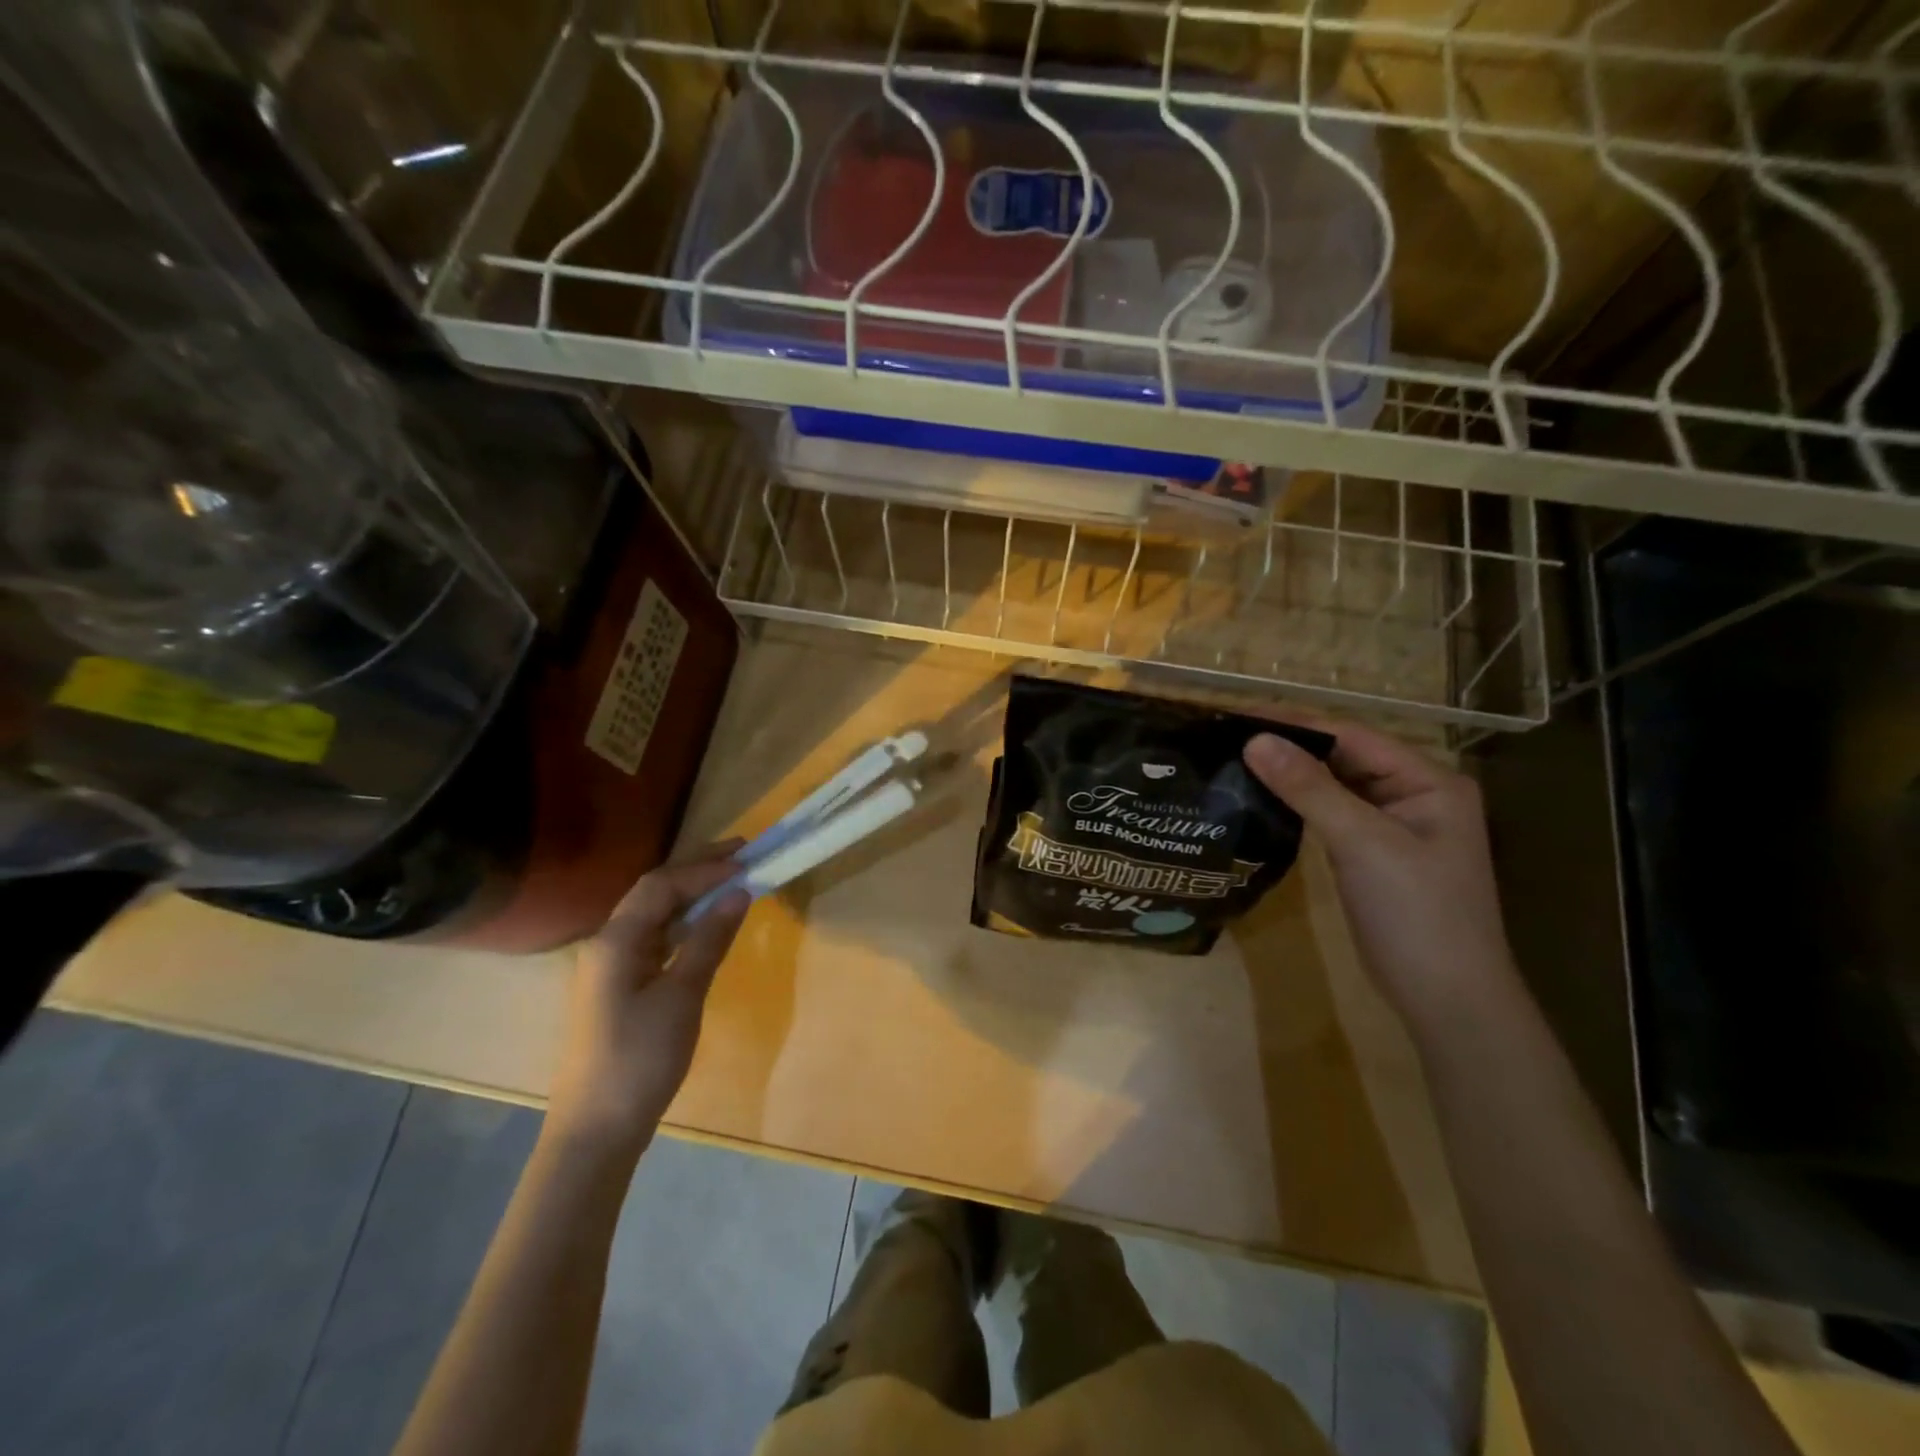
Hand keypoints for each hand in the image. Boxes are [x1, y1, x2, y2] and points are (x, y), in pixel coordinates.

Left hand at [544, 844, 750, 1159]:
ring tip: (730, 880)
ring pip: (653, 913)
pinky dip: (683, 921)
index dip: (705, 868)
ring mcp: (610, 965)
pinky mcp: (619, 986)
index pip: (663, 885)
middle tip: (741, 852)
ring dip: (690, 892)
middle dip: (696, 868)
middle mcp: (607, 942)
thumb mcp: (682, 996)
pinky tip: (704, 924)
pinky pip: (654, 937)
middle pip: (653, 890)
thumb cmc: (640, 1060)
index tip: (747, 860)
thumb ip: (709, 939)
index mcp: (616, 940)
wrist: (596, 1130)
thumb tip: (739, 893)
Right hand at [1243, 721, 1516, 1032]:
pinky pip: (1329, 813)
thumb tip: (1254, 740)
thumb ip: (1309, 788)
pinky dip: (1297, 804)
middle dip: (1289, 745)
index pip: (1352, 735)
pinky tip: (1260, 798)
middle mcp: (1413, 793)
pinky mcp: (1370, 852)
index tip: (1237, 714)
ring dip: (1289, 773)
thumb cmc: (1416, 914)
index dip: (1294, 722)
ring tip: (1233, 759)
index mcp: (1428, 780)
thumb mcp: (1362, 843)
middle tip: (1226, 736)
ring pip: (1332, 785)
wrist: (1446, 999)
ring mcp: (1391, 825)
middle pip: (1342, 756)